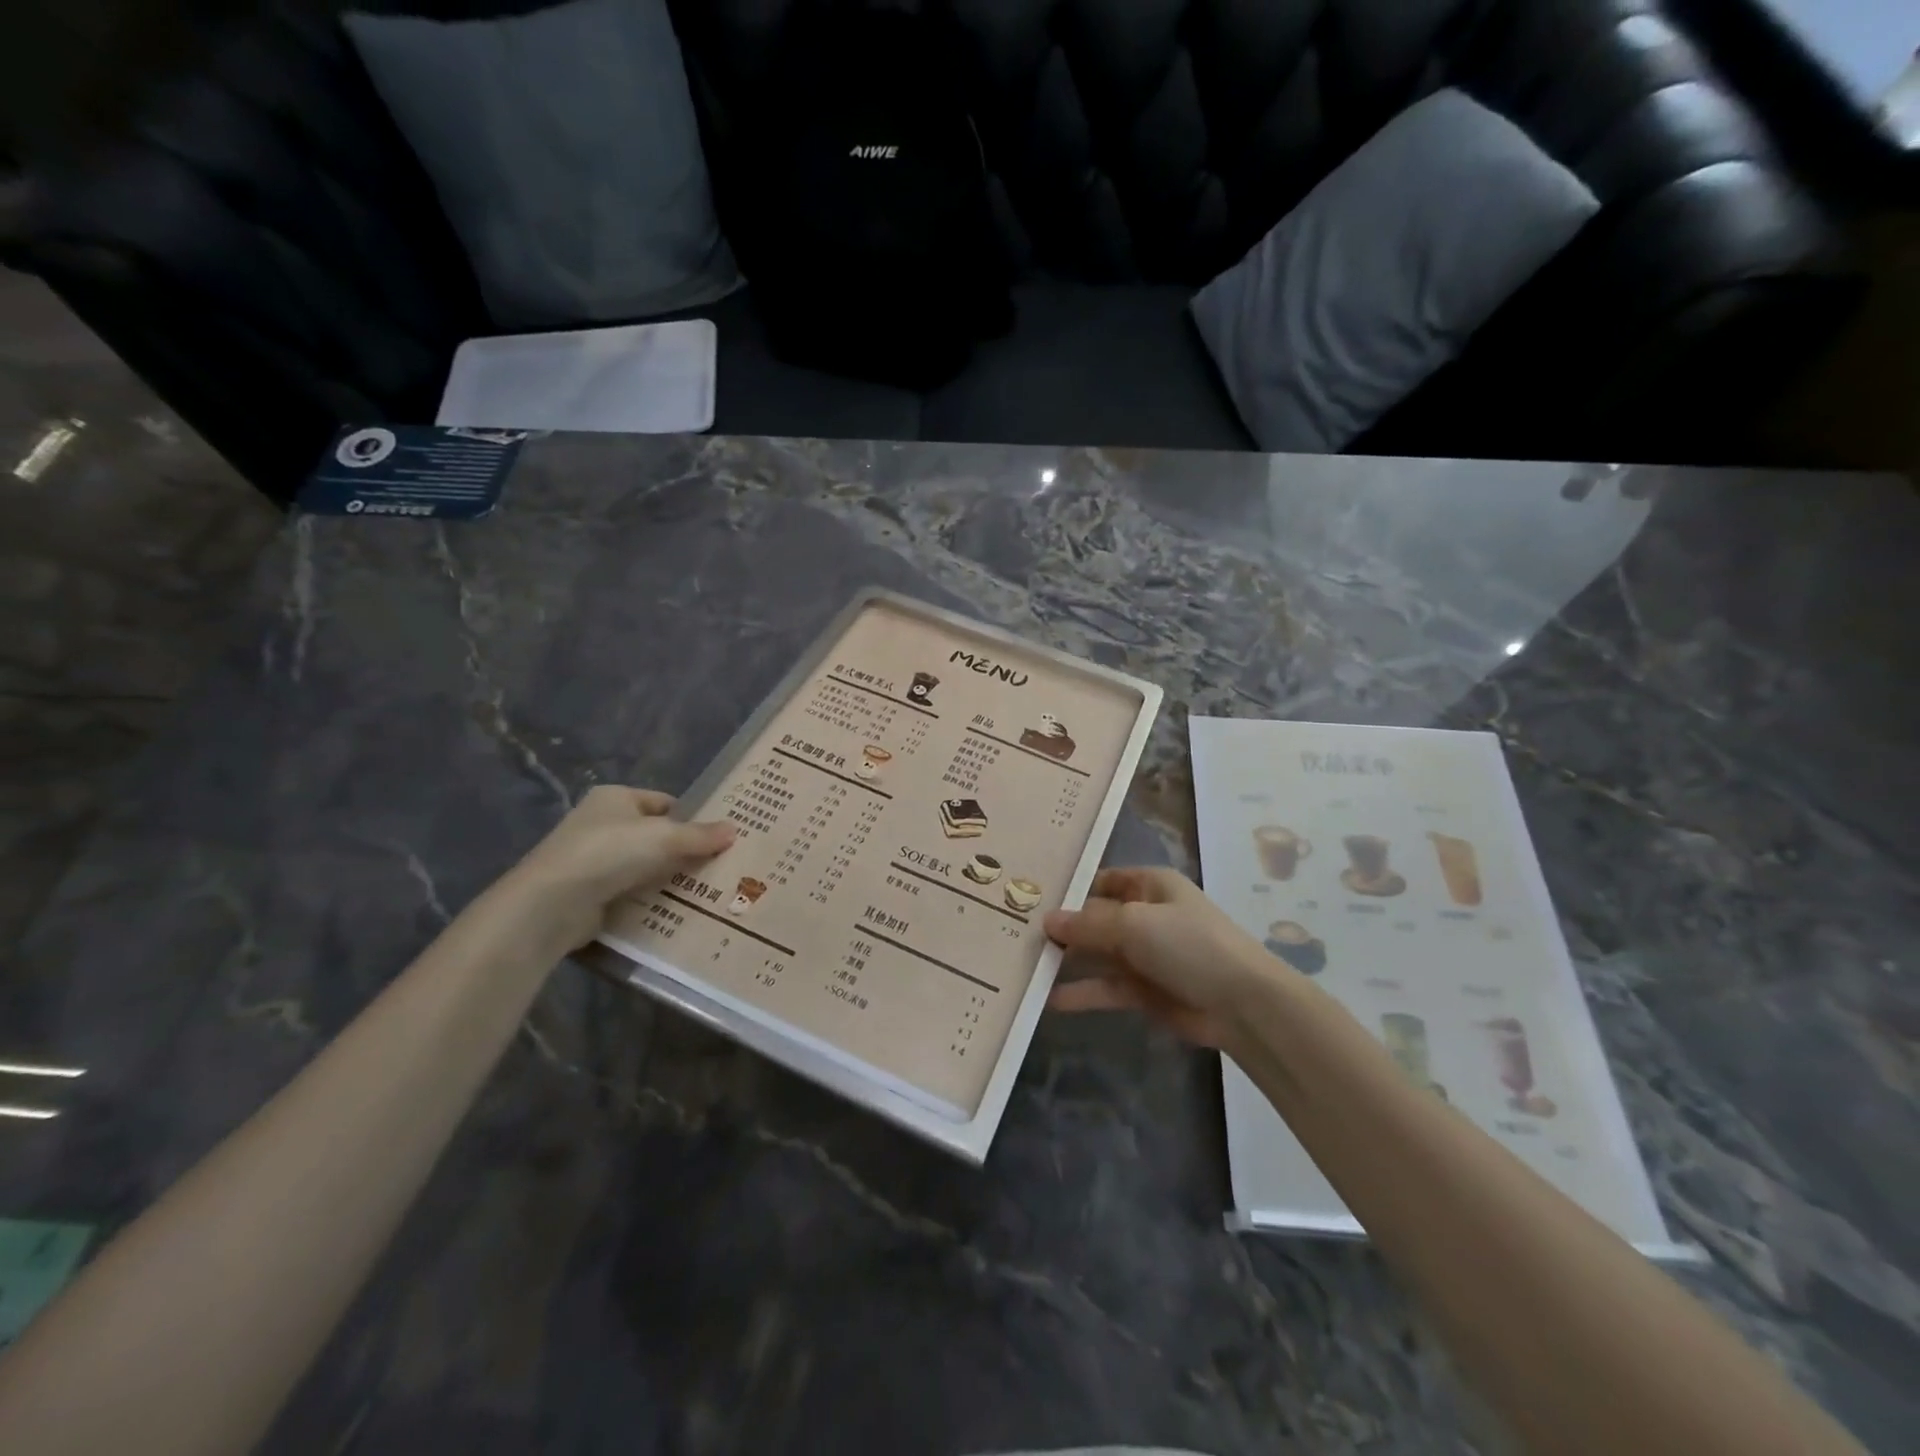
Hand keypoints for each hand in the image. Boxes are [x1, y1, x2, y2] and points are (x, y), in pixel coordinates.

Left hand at [503, 786, 734, 949]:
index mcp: (615, 798)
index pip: (663, 802)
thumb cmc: (609, 852)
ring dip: (669, 877)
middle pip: (655, 835)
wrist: (552, 904)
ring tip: (708, 890)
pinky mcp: (589, 893)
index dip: (691, 817)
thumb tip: (734, 830)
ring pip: (645, 866)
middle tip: (721, 865)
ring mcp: (593, 860)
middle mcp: (601, 824)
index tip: (719, 836)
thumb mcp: (664, 837)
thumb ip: (700, 835)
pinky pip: (631, 892)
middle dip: (684, 850)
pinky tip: (677, 909)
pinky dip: (651, 899)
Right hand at [1044, 867, 1284, 1049]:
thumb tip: (1046, 920)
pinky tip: (1049, 999)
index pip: (1101, 881)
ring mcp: (1144, 955)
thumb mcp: (1135, 924)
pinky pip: (1105, 987)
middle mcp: (1144, 915)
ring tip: (1025, 966)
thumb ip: (1088, 924)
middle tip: (1016, 933)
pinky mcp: (1144, 991)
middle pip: (1094, 918)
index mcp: (1149, 886)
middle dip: (1061, 927)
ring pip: (1096, 954)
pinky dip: (1082, 992)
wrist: (1242, 1004)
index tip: (1030, 896)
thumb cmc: (1189, 944)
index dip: (1069, 887)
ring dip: (1067, 960)